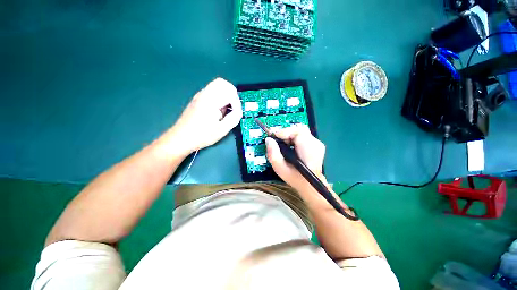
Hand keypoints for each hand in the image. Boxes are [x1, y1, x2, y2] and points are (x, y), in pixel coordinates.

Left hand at [169, 78, 242, 153]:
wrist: (181, 138)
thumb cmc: (202, 135)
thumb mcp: (222, 130)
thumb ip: (234, 118)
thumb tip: (238, 111)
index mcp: (211, 101)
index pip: (230, 92)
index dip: (236, 103)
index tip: (236, 114)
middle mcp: (204, 94)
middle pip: (222, 83)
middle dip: (232, 94)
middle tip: (234, 107)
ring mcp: (199, 96)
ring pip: (217, 86)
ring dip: (225, 95)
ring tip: (226, 109)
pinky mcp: (197, 99)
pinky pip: (212, 91)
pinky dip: (219, 97)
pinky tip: (218, 110)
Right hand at [265, 124, 325, 190]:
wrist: (310, 185)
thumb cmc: (295, 178)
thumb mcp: (280, 168)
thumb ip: (273, 153)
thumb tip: (268, 140)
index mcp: (308, 149)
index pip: (296, 131)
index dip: (283, 132)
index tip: (273, 137)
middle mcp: (315, 144)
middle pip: (298, 129)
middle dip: (286, 133)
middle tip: (278, 142)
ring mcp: (317, 144)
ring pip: (300, 132)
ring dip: (290, 136)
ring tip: (283, 145)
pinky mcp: (316, 145)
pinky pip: (303, 136)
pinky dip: (294, 139)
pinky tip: (290, 147)